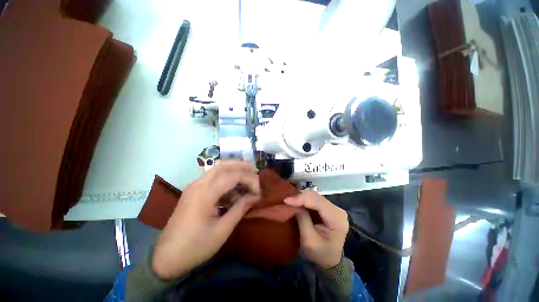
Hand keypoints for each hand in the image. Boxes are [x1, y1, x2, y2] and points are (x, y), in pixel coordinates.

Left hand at [152, 161, 260, 279]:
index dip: (249, 180)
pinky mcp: (194, 191)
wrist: (165, 259)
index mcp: (204, 194)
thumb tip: (255, 196)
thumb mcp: (222, 230)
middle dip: (242, 166)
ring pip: (218, 169)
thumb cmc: (195, 247)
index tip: (258, 192)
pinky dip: (226, 180)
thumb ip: (240, 208)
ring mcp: (194, 186)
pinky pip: (213, 178)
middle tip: (255, 172)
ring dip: (234, 171)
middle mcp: (198, 184)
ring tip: (247, 181)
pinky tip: (233, 193)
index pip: (233, 176)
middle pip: (223, 165)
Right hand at [284, 191, 348, 268]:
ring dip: (302, 197)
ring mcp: (334, 208)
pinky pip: (315, 200)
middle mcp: (338, 210)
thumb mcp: (309, 240)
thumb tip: (293, 203)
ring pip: (315, 196)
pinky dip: (304, 200)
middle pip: (316, 197)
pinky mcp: (329, 209)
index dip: (301, 199)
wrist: (330, 262)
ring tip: (290, 200)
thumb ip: (302, 219)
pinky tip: (297, 201)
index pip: (318, 202)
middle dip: (300, 197)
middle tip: (287, 200)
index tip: (286, 200)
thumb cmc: (320, 254)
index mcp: (337, 219)